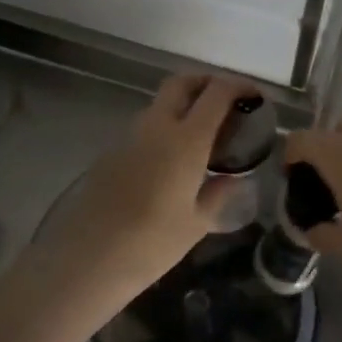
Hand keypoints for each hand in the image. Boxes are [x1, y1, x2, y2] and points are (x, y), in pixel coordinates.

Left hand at [28, 74, 250, 317]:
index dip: (238, 87)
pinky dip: (165, 129)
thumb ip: (218, 194)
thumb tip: (231, 179)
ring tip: (202, 136)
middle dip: (206, 82)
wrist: (87, 258)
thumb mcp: (197, 223)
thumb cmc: (151, 243)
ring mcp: (129, 136)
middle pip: (182, 83)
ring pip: (160, 104)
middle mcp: (157, 126)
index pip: (216, 93)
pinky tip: (172, 161)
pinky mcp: (111, 152)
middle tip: (226, 101)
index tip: (254, 96)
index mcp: (186, 139)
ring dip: (183, 106)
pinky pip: (145, 128)